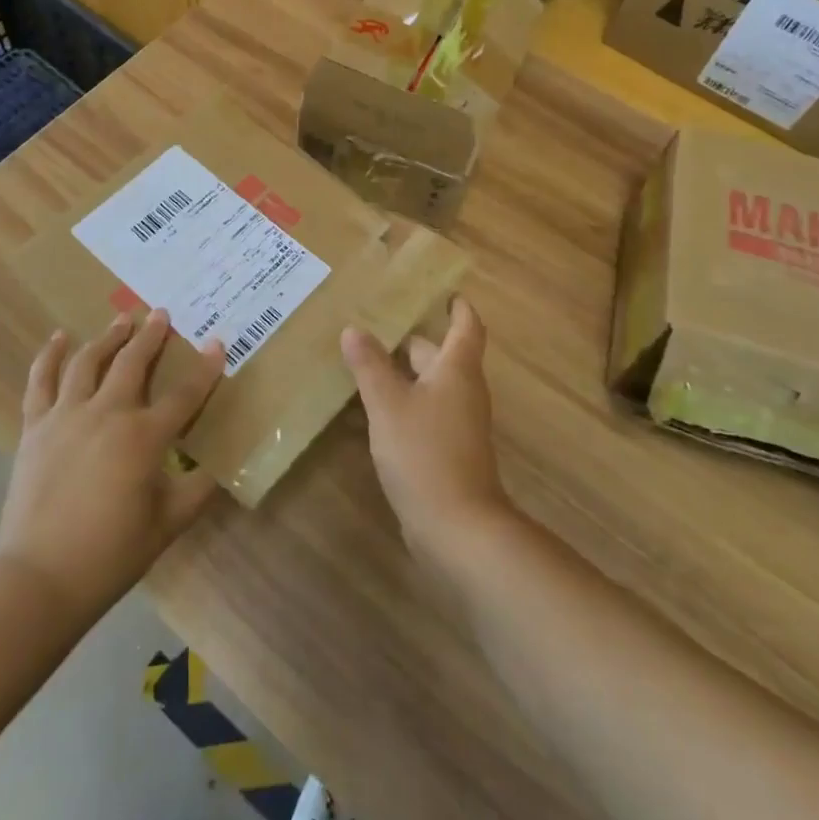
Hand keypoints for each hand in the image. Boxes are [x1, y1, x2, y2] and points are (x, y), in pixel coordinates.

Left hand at [0, 311, 222, 619]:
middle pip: (133, 363)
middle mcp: (107, 414)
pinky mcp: (36, 427)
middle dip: (151, 336)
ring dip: (108, 337)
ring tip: (121, 319)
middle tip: (160, 314)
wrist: (40, 577)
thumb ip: (198, 491)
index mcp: (144, 437)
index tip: (217, 343)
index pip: (185, 395)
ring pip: (88, 362)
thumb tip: (221, 468)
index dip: (205, 368)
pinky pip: (41, 382)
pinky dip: (49, 356)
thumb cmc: (111, 554)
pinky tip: (58, 338)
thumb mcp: (168, 525)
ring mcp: (67, 416)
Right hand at [341, 297, 513, 561]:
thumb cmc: (425, 453)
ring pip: (430, 387)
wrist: (458, 528)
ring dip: (402, 374)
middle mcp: (463, 392)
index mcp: (457, 370)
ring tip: (363, 362)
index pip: (466, 326)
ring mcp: (457, 425)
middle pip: (441, 356)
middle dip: (412, 341)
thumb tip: (353, 329)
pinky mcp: (447, 452)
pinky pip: (424, 415)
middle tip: (375, 325)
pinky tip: (369, 411)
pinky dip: (401, 405)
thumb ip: (370, 366)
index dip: (458, 307)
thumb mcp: (388, 404)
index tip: (443, 291)